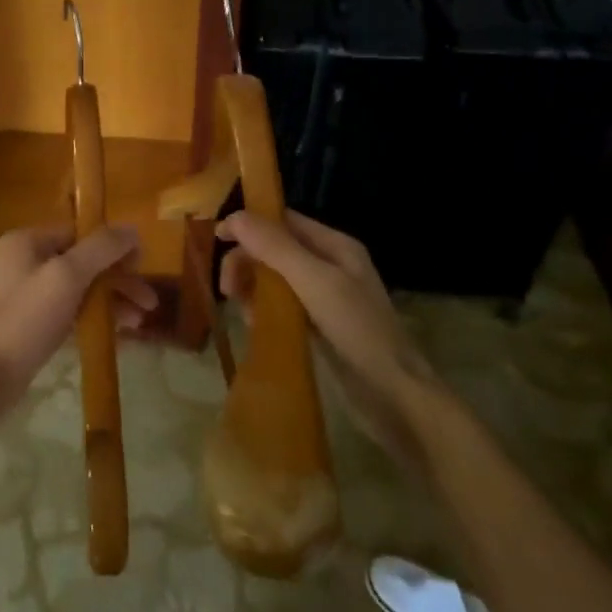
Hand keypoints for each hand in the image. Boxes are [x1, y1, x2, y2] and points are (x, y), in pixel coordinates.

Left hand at [0, 224, 156, 411]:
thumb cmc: (27, 318)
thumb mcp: (67, 276)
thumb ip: (101, 249)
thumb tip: (132, 229)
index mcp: (28, 241)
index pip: (80, 232)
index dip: (113, 247)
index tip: (141, 266)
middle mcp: (25, 260)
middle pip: (83, 260)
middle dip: (118, 279)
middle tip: (149, 302)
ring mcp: (27, 291)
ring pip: (80, 287)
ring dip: (111, 300)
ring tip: (139, 322)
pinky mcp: (31, 320)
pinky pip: (70, 309)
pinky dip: (93, 316)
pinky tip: (117, 332)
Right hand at [217, 210, 440, 461]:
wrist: (394, 395)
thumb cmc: (358, 331)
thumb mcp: (316, 283)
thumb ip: (276, 248)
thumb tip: (234, 216)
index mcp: (335, 245)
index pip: (284, 220)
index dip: (250, 224)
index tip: (217, 239)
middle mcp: (329, 264)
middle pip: (274, 249)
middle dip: (247, 262)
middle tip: (227, 289)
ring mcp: (324, 296)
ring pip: (274, 278)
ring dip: (252, 288)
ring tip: (244, 312)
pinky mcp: (317, 325)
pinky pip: (280, 306)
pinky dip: (264, 311)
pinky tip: (256, 327)